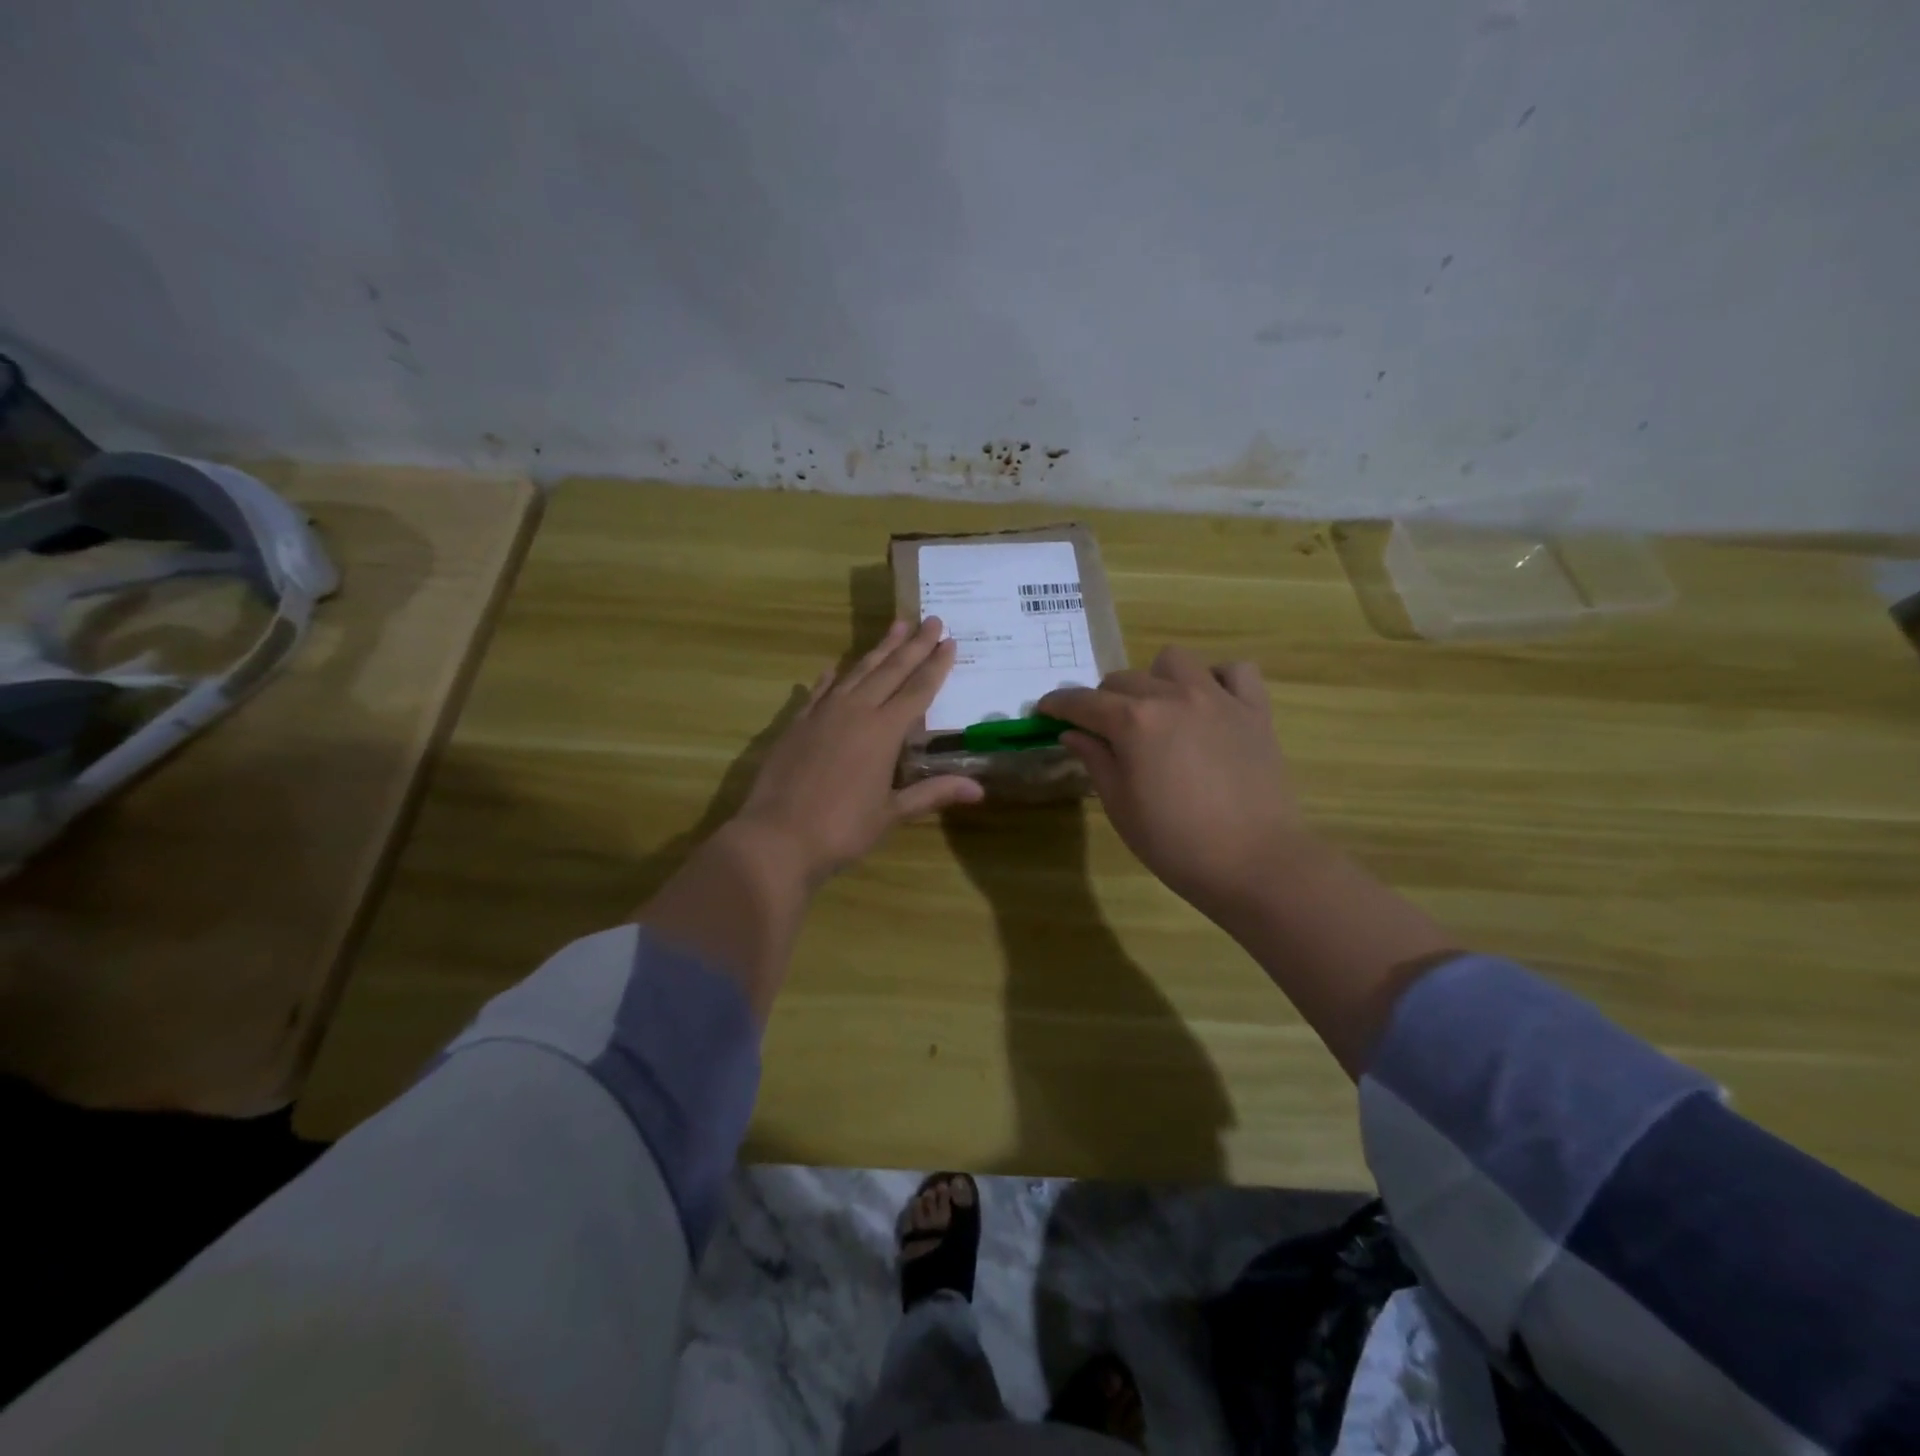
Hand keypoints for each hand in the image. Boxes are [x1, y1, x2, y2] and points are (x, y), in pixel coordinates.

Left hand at [732, 618, 983, 885]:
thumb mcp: (892, 813)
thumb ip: (932, 793)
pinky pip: (820, 691)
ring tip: (896, 626)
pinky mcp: (797, 723)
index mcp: (883, 732)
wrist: (776, 837)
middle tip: (932, 619)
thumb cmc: (842, 829)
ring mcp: (823, 714)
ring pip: (857, 671)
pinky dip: (833, 677)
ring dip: (879, 649)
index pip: (918, 690)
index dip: (936, 665)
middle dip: (914, 645)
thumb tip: (979, 790)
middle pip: (891, 670)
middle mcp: (855, 711)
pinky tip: (836, 666)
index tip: (950, 640)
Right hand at [1039, 646, 1306, 922]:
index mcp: (1133, 722)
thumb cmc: (1175, 843)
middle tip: (1104, 731)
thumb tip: (1072, 733)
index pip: (1083, 702)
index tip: (1045, 711)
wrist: (1254, 863)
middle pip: (1123, 680)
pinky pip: (1235, 671)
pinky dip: (1217, 680)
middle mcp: (1172, 697)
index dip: (1058, 704)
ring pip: (1174, 662)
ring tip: (1159, 712)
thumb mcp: (1120, 806)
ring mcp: (1218, 699)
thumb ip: (1095, 760)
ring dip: (1156, 681)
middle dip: (1104, 701)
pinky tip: (1209, 706)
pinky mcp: (1254, 711)